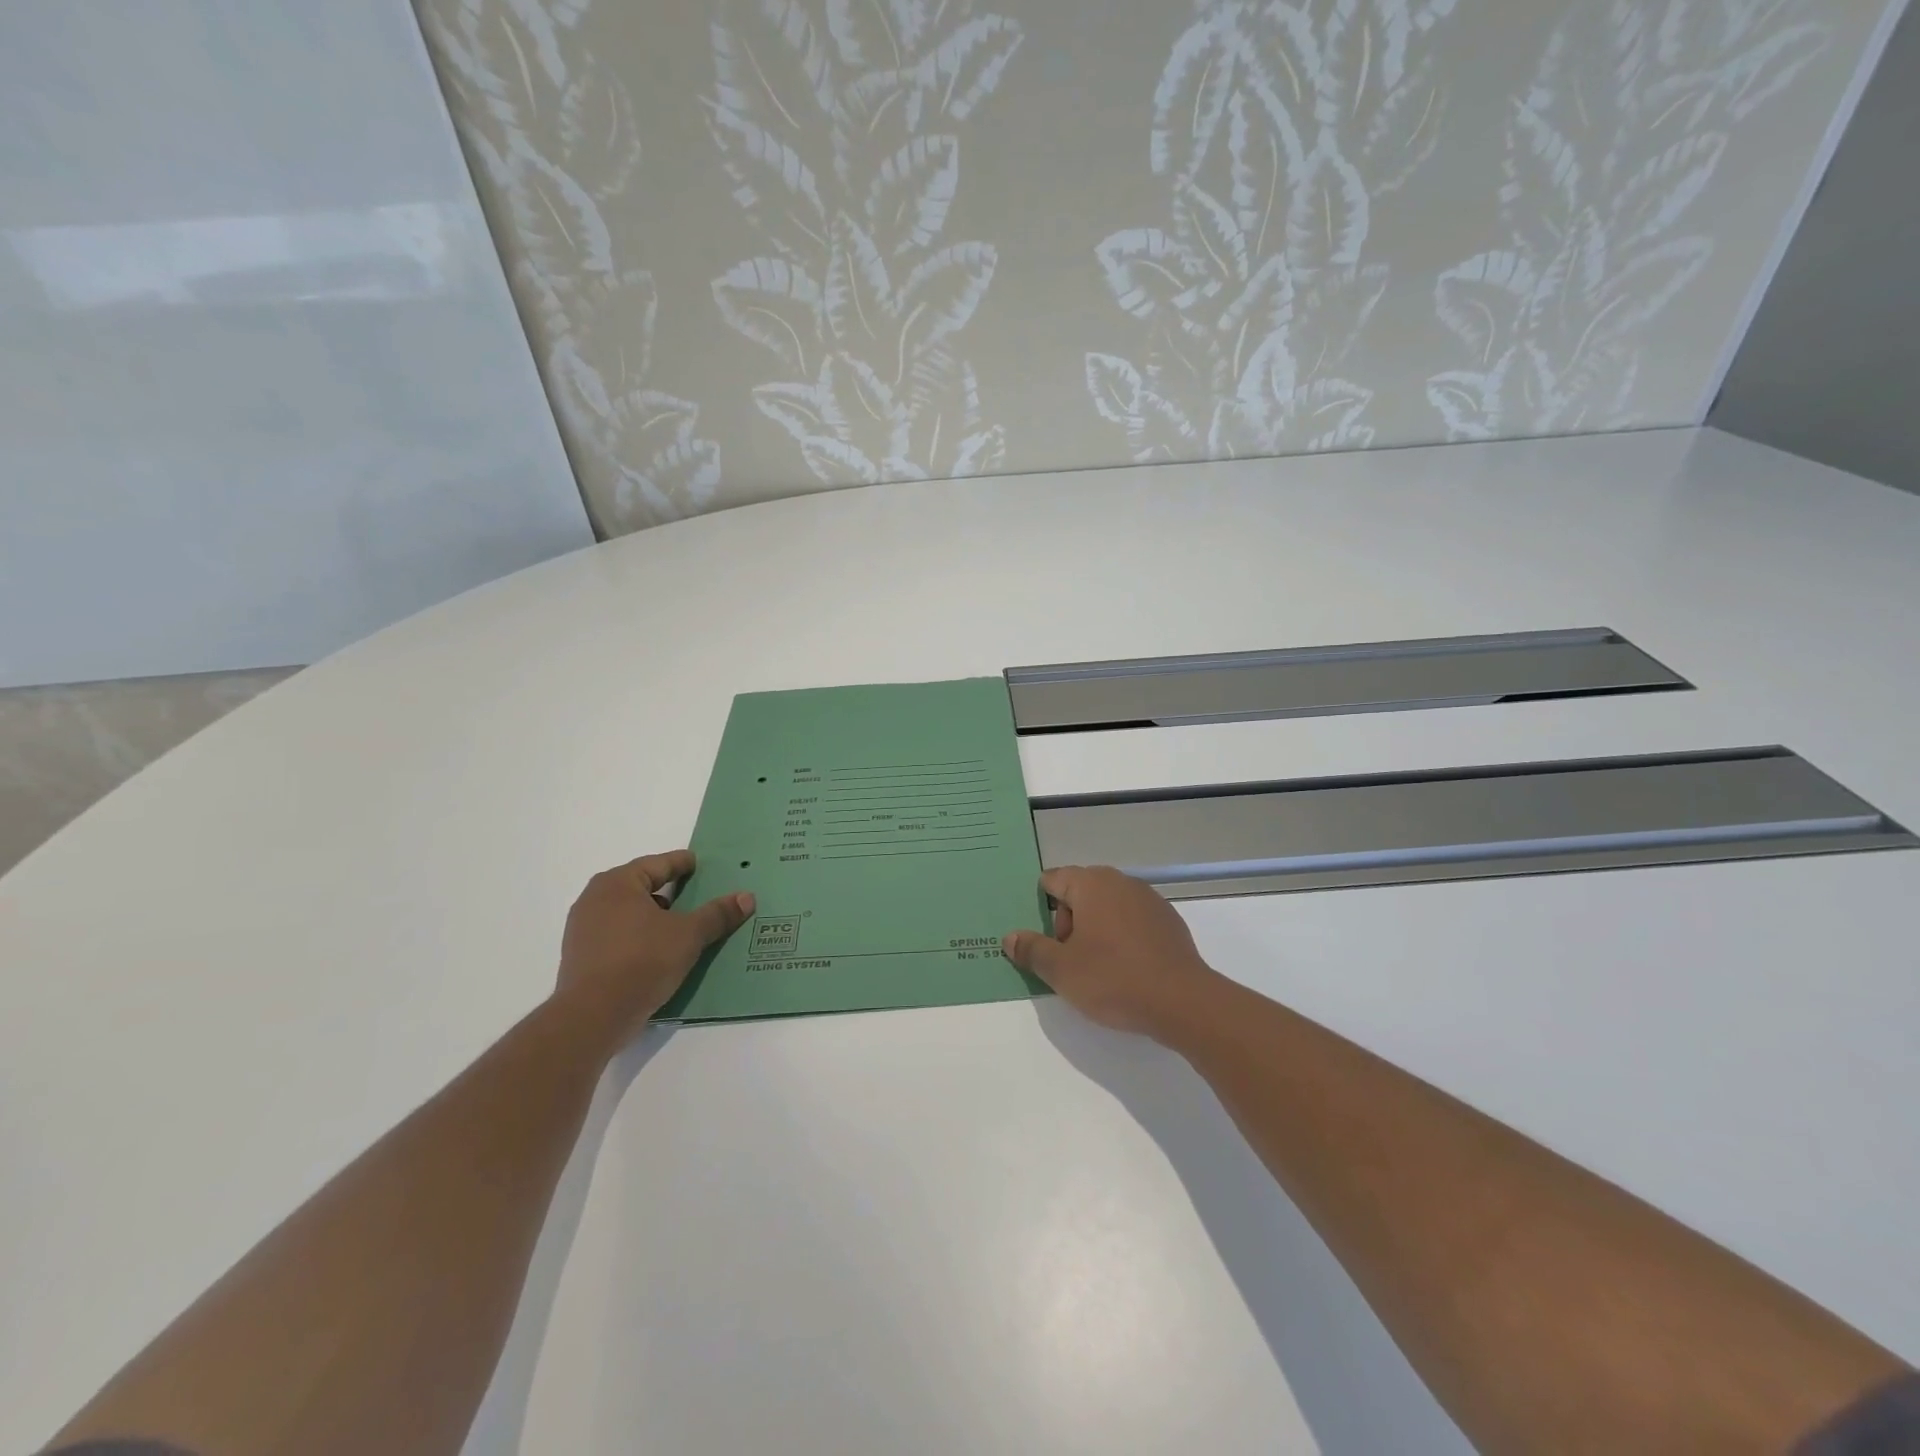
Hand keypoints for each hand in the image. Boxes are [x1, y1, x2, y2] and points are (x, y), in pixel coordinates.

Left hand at [556, 850, 752, 1038]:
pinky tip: (657, 951)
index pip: (657, 864)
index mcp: (617, 883)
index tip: (698, 864)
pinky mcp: (580, 957)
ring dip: (652, 916)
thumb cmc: (642, 960)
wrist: (593, 1016)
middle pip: (639, 886)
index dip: (681, 863)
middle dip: (666, 890)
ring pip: (626, 913)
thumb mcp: (689, 935)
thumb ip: (717, 914)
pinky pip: (617, 936)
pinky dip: (638, 936)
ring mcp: (582, 929)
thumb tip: (747, 897)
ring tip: (679, 926)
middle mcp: (594, 899)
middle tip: (693, 894)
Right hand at [1003, 865, 1224, 1041]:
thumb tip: (1011, 937)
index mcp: (1091, 884)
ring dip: (1095, 929)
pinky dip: (1122, 937)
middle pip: (1080, 892)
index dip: (1042, 906)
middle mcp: (1120, 881)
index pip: (1053, 880)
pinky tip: (1126, 968)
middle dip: (1068, 922)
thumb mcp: (1061, 970)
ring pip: (1107, 906)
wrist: (1182, 1001)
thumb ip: (1032, 950)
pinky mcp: (1168, 920)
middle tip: (1069, 959)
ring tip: (1097, 968)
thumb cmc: (1113, 979)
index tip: (1043, 939)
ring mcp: (1148, 899)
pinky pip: (1132, 920)